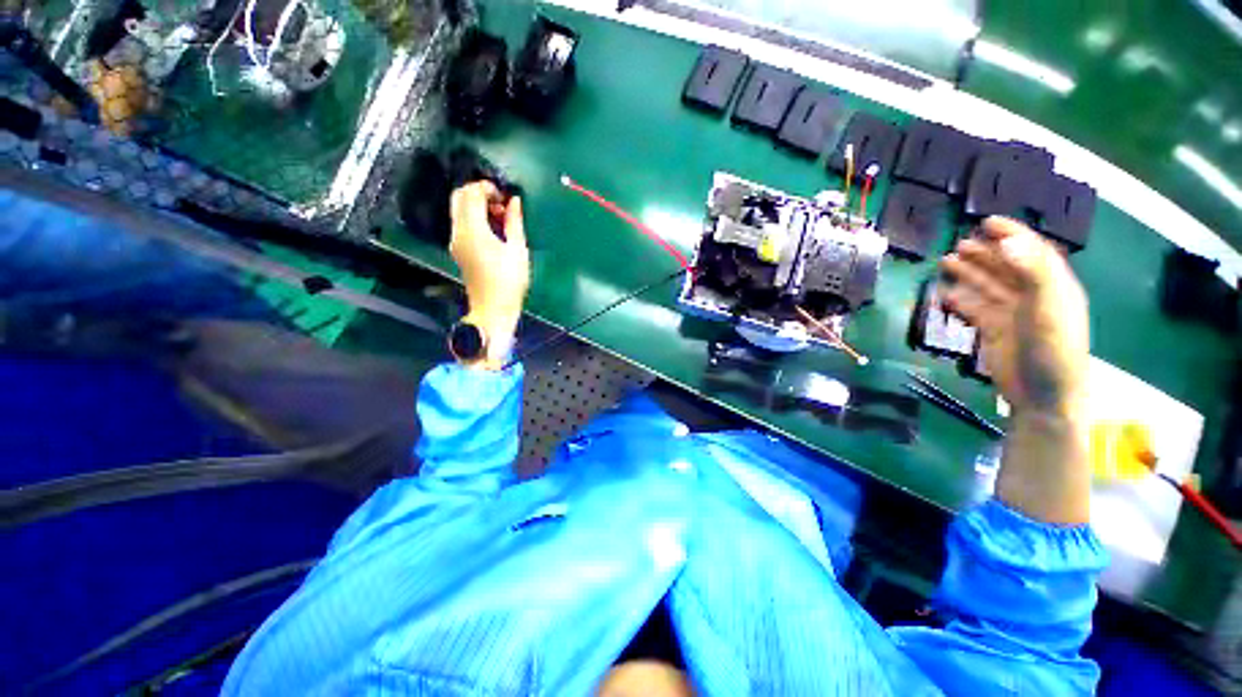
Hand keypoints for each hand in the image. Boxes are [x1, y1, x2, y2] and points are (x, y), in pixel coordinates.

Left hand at [449, 181, 529, 367]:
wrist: (493, 309)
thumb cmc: (510, 281)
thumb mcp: (518, 250)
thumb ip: (514, 221)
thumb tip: (514, 200)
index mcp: (473, 230)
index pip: (471, 193)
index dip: (487, 187)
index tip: (505, 196)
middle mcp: (458, 231)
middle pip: (459, 196)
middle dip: (479, 192)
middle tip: (501, 203)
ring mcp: (455, 241)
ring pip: (459, 209)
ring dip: (476, 205)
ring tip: (500, 217)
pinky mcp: (458, 249)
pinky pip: (462, 223)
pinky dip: (474, 217)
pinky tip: (493, 229)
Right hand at [939, 217, 1088, 418]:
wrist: (1043, 397)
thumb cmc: (1053, 351)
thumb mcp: (1048, 310)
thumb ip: (1032, 273)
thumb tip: (1007, 243)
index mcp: (1053, 286)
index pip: (1032, 252)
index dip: (1012, 235)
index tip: (986, 222)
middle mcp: (1033, 296)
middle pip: (1006, 267)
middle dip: (984, 253)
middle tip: (958, 244)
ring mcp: (1012, 314)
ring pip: (987, 286)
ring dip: (968, 274)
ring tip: (945, 262)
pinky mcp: (994, 331)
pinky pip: (974, 309)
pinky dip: (959, 300)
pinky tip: (944, 295)